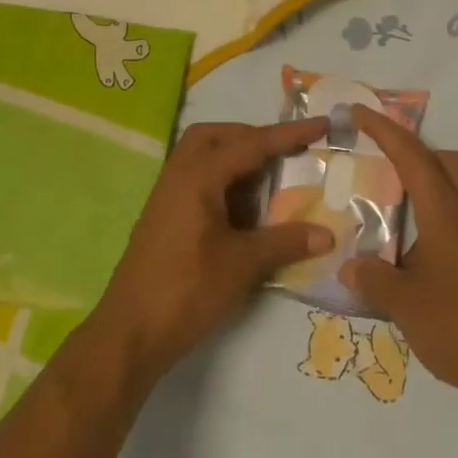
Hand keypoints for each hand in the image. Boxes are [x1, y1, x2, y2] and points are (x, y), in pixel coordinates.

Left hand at [90, 119, 335, 387]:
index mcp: (198, 176)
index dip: (289, 134)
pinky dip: (223, 182)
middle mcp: (179, 175)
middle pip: (216, 136)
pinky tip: (244, 211)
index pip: (251, 144)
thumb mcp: (242, 265)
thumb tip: (327, 234)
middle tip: (284, 152)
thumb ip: (285, 242)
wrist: (130, 333)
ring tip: (269, 181)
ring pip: (203, 157)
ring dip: (236, 159)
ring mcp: (167, 196)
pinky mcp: (164, 217)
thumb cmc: (186, 291)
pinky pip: (196, 180)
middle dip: (252, 137)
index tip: (321, 123)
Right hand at [340, 107, 457, 409]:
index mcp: (444, 212)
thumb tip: (348, 266)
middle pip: (446, 160)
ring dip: (428, 180)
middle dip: (413, 150)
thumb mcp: (404, 304)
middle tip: (381, 161)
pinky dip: (436, 212)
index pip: (411, 155)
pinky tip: (414, 246)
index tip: (359, 111)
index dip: (383, 129)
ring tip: (392, 204)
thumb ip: (374, 279)